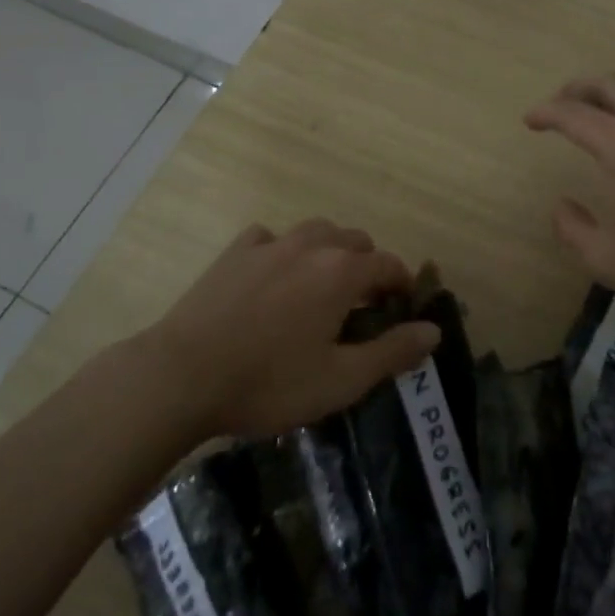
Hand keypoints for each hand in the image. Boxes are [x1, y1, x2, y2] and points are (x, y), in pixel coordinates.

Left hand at [147, 219, 439, 438]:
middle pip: (355, 241)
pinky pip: (271, 238)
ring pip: (315, 232)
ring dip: (329, 252)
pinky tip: (273, 276)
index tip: (402, 309)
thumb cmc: (269, 383)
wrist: (181, 376)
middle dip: (368, 267)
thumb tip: (433, 330)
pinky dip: (283, 251)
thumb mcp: (340, 380)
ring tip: (321, 287)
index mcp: (342, 272)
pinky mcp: (235, 252)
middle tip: (361, 307)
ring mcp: (270, 243)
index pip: (389, 265)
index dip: (402, 285)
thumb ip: (392, 352)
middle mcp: (312, 245)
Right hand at [525, 72, 614, 326]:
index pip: (573, 114)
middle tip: (557, 106)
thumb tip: (561, 205)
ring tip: (589, 123)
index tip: (528, 121)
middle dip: (576, 89)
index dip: (545, 113)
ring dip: (606, 100)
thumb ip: (572, 228)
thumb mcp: (607, 260)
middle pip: (609, 84)